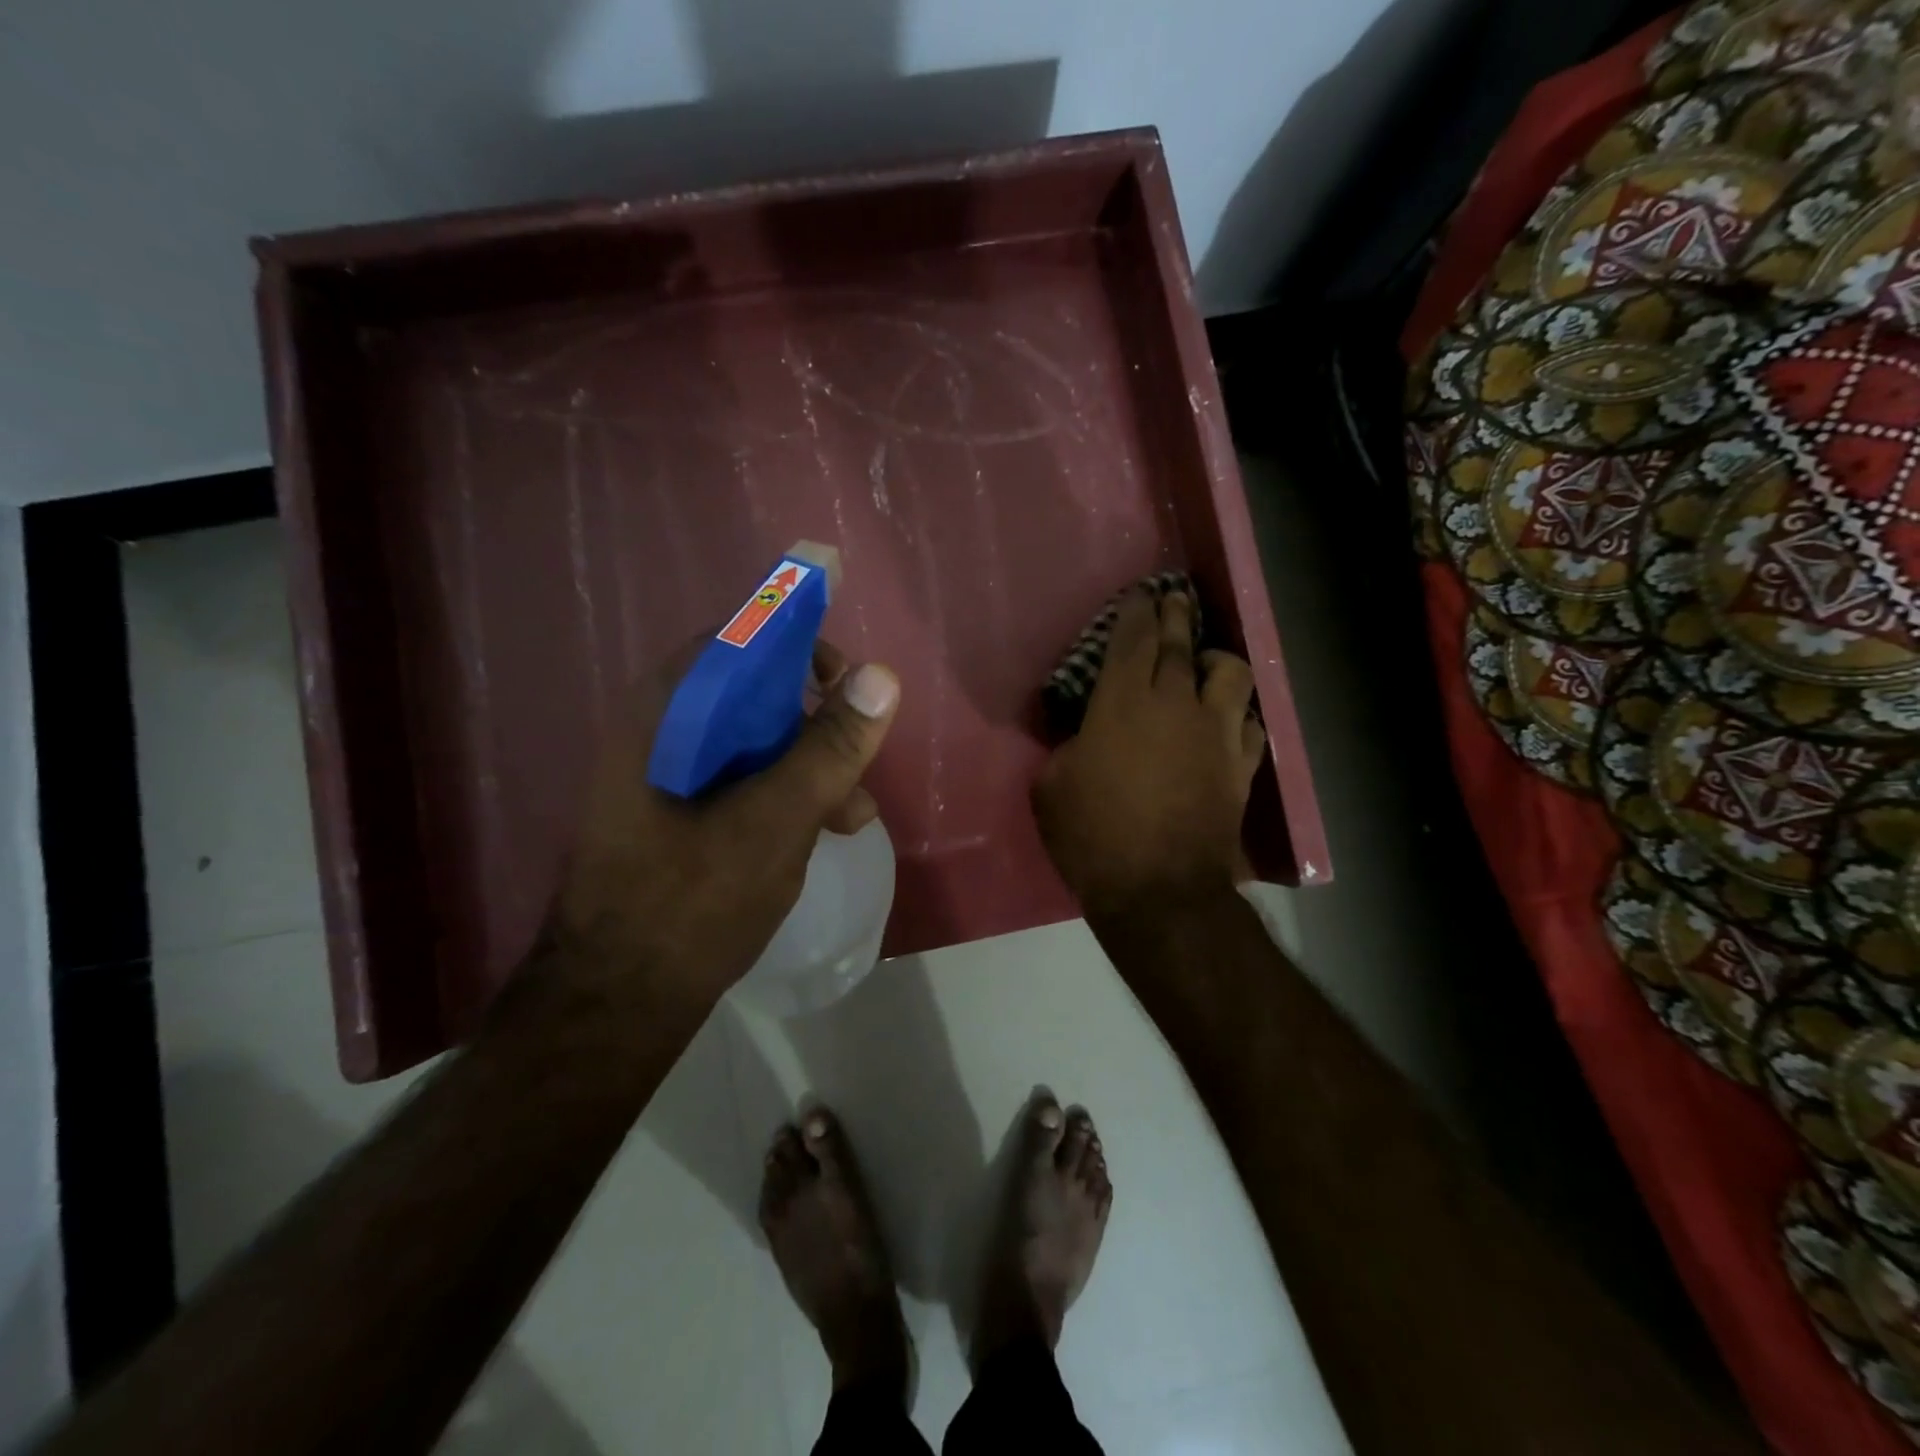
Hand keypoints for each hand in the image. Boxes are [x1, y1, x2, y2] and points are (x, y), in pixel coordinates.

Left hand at [546, 640, 900, 1015]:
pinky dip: (786, 795)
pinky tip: (825, 831)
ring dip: (809, 765)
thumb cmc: (691, 903)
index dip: (800, 648)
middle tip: (859, 753)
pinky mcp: (679, 811)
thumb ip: (829, 748)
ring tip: (855, 812)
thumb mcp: (775, 821)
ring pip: (754, 741)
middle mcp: (661, 729)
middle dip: (816, 721)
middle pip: (752, 691)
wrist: (616, 1003)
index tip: (848, 685)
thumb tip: (881, 676)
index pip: (739, 639)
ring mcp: (667, 773)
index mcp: (666, 712)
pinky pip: (743, 780)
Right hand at [1033, 589, 1263, 918]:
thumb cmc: (1093, 836)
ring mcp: (1216, 732)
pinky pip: (1252, 723)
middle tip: (1172, 601)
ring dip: (1216, 660)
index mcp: (1122, 702)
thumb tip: (1081, 738)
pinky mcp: (1241, 765)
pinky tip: (1228, 722)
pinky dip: (1240, 715)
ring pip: (1231, 672)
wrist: (1158, 889)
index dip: (1136, 612)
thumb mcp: (1051, 787)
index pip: (1133, 639)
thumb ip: (1065, 747)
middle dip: (1175, 615)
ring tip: (1205, 666)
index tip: (1140, 595)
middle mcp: (1175, 703)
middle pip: (1181, 643)